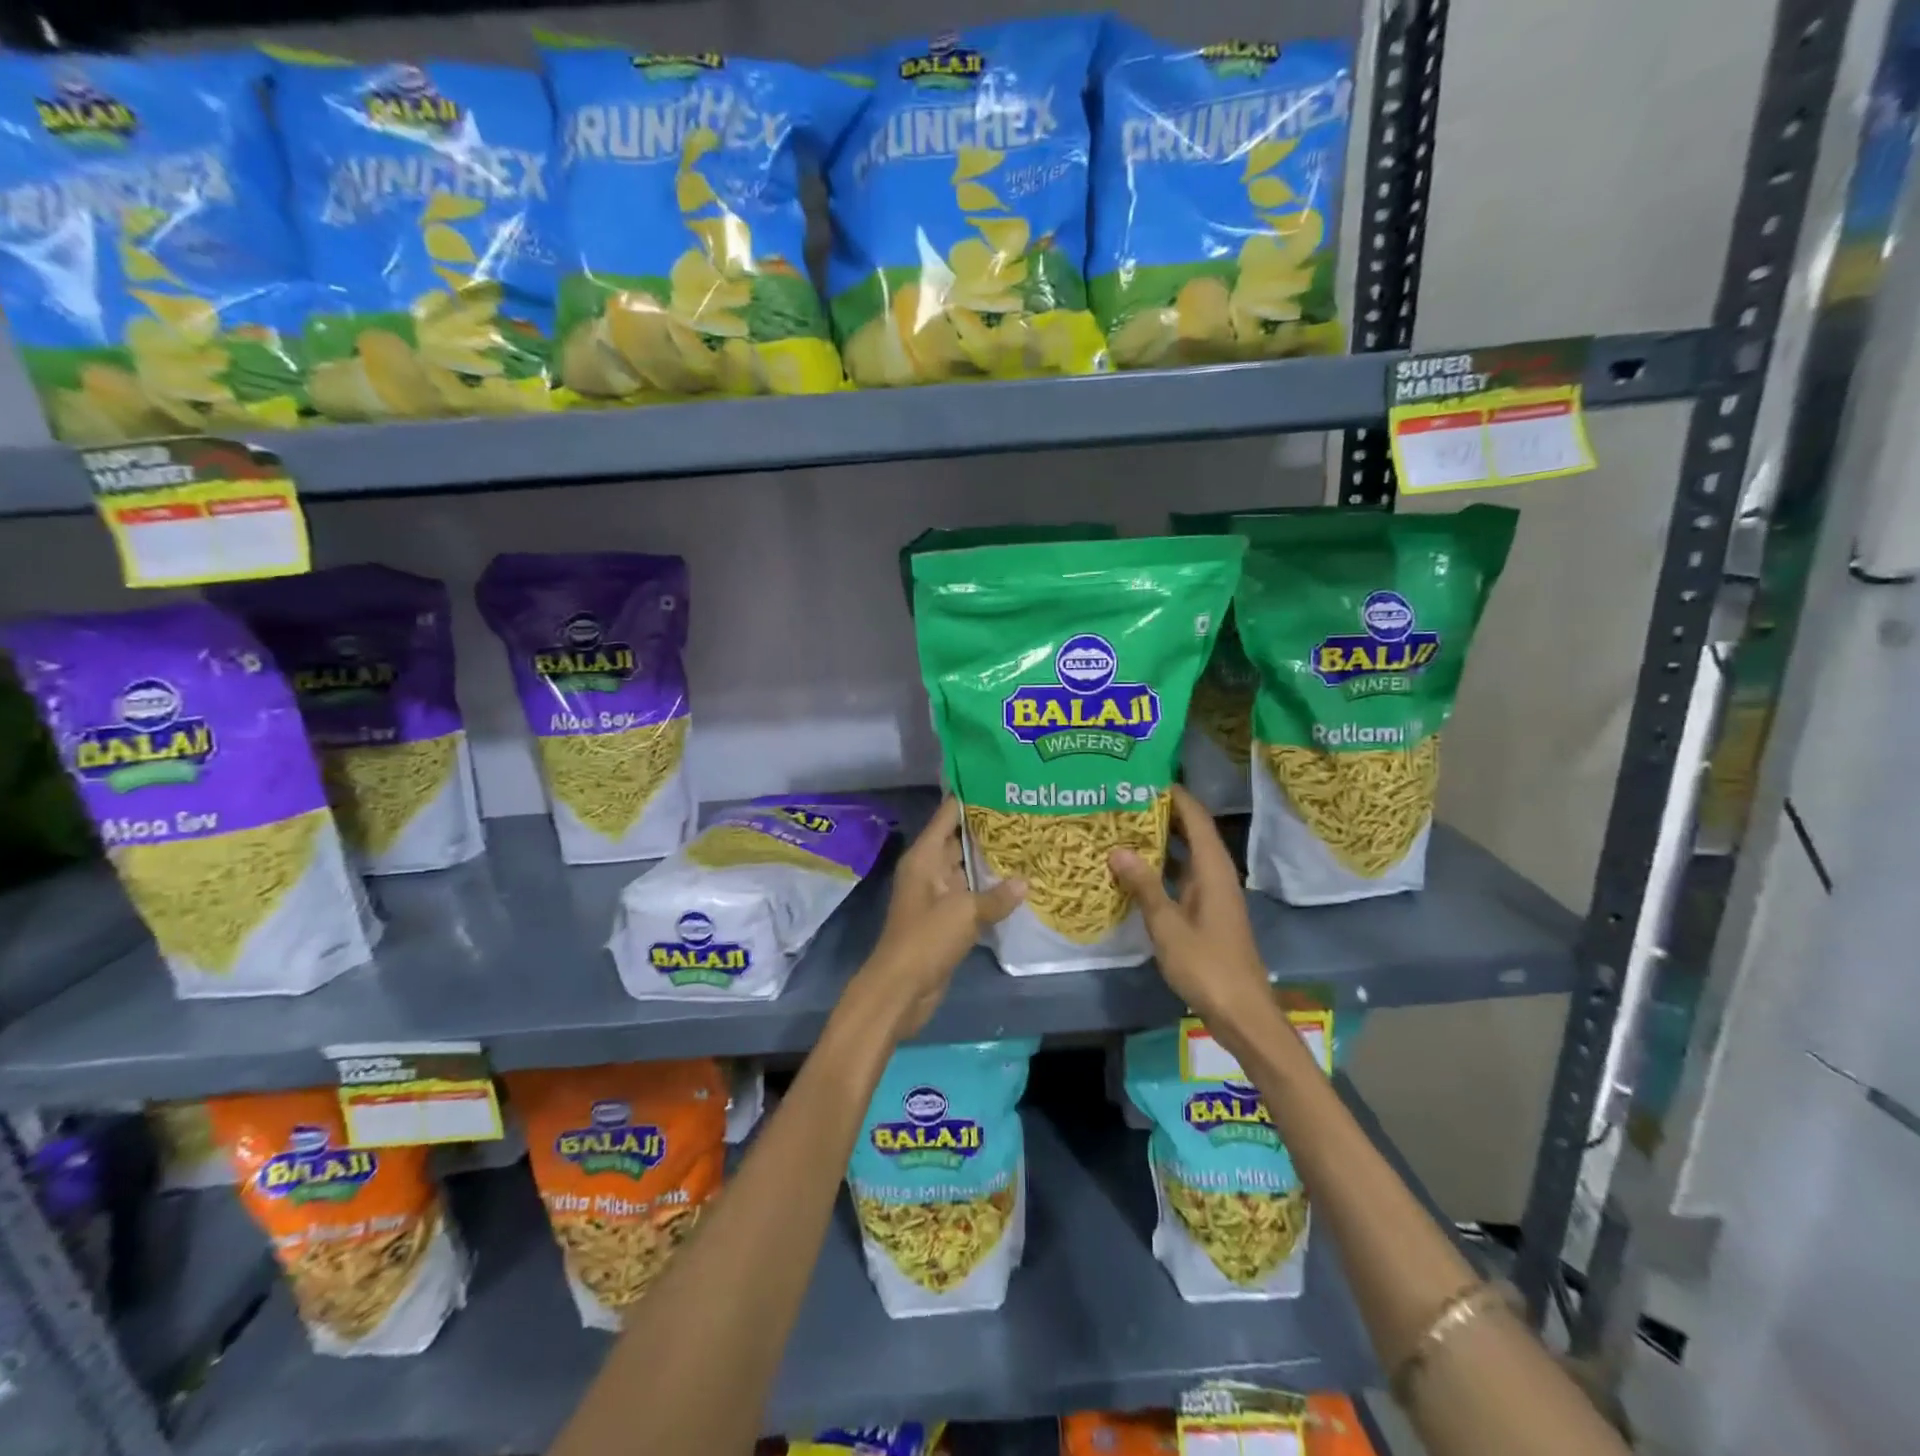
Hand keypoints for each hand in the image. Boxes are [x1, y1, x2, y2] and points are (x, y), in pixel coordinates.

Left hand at [856, 797, 1024, 1037]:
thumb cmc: (926, 939)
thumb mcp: (964, 913)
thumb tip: (1026, 882)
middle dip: (988, 828)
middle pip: (959, 838)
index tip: (1001, 783)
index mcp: (924, 857)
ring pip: (967, 867)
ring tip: (1029, 841)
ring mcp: (937, 894)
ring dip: (991, 859)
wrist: (901, 988)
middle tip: (1026, 811)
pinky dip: (990, 888)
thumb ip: (996, 895)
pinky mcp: (945, 918)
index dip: (971, 797)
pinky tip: (1019, 883)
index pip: (948, 814)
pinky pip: (970, 894)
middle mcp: (929, 869)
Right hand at [1109, 786, 1272, 1041]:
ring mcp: (1212, 893)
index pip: (1195, 817)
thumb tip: (1117, 848)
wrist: (1241, 1012)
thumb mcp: (1168, 925)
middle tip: (1122, 799)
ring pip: (1185, 854)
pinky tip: (1134, 868)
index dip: (1173, 794)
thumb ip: (1143, 885)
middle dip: (1161, 812)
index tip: (1143, 775)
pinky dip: (1161, 866)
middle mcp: (1216, 873)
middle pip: (1190, 831)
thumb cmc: (1207, 965)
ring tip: (1122, 825)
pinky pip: (1182, 875)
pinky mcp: (1206, 911)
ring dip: (1159, 839)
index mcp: (1213, 869)